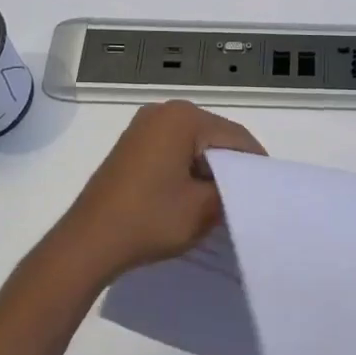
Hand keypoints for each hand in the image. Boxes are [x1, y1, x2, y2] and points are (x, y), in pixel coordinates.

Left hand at [50, 101, 265, 283]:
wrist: (87, 243)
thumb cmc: (149, 220)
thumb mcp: (203, 209)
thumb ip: (231, 191)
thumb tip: (240, 186)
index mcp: (183, 118)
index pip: (235, 136)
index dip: (255, 163)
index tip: (268, 189)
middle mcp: (163, 111)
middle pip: (214, 135)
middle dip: (231, 164)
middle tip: (247, 196)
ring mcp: (144, 126)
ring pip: (194, 143)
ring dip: (208, 168)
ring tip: (221, 200)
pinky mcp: (132, 144)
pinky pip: (173, 149)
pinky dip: (187, 168)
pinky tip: (192, 195)